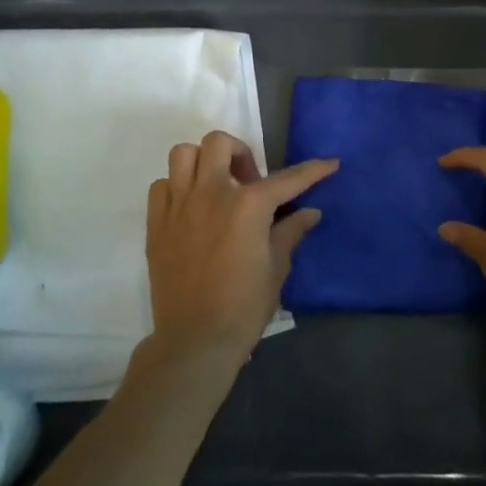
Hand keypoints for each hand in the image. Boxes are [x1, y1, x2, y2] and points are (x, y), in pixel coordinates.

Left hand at [144, 131, 336, 367]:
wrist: (195, 341)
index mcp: (247, 205)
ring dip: (203, 162)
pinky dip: (177, 187)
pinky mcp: (157, 224)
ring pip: (184, 154)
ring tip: (216, 185)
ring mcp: (179, 206)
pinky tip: (190, 208)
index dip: (313, 171)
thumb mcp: (276, 268)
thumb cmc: (243, 307)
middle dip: (240, 153)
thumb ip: (290, 232)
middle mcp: (211, 194)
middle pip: (219, 143)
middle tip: (249, 181)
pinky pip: (162, 186)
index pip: (287, 179)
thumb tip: (309, 212)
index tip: (329, 164)